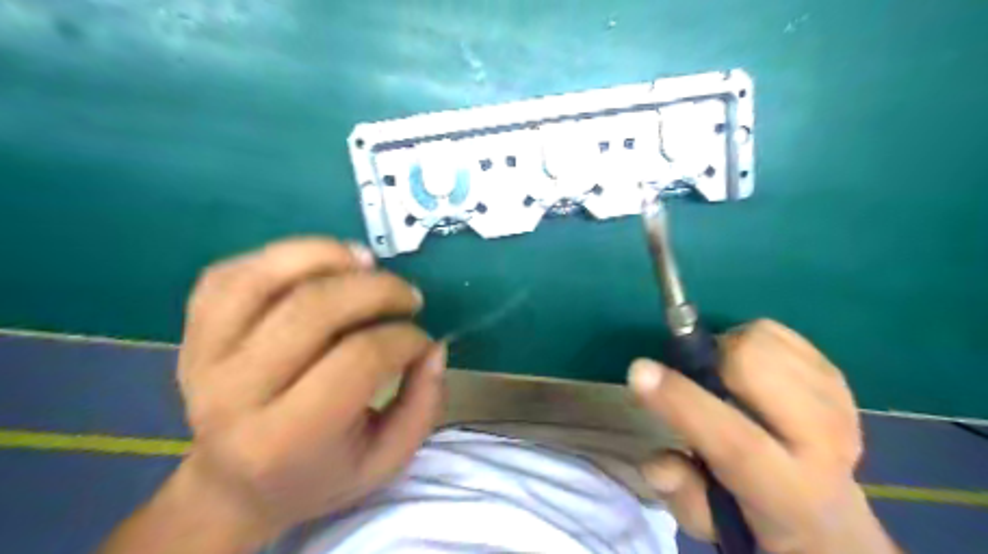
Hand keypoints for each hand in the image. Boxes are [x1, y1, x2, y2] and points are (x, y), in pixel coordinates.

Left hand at [101, 238, 443, 552]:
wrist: (235, 485)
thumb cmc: (320, 474)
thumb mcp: (386, 459)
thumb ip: (422, 405)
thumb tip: (433, 347)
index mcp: (286, 438)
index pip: (358, 360)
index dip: (404, 338)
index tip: (423, 340)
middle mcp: (234, 394)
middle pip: (313, 310)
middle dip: (378, 290)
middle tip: (410, 296)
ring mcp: (203, 356)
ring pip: (263, 278)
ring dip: (326, 255)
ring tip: (366, 261)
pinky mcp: (192, 331)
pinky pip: (233, 274)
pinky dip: (283, 256)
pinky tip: (320, 265)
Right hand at [627, 318, 900, 552]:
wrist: (832, 516)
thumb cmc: (755, 518)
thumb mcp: (711, 524)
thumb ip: (682, 495)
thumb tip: (658, 462)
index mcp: (786, 491)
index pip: (736, 443)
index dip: (683, 402)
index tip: (639, 371)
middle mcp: (821, 443)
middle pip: (759, 367)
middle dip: (713, 358)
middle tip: (701, 378)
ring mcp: (836, 404)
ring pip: (764, 339)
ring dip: (730, 349)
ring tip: (728, 379)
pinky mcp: (838, 379)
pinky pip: (778, 332)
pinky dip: (752, 341)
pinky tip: (754, 374)